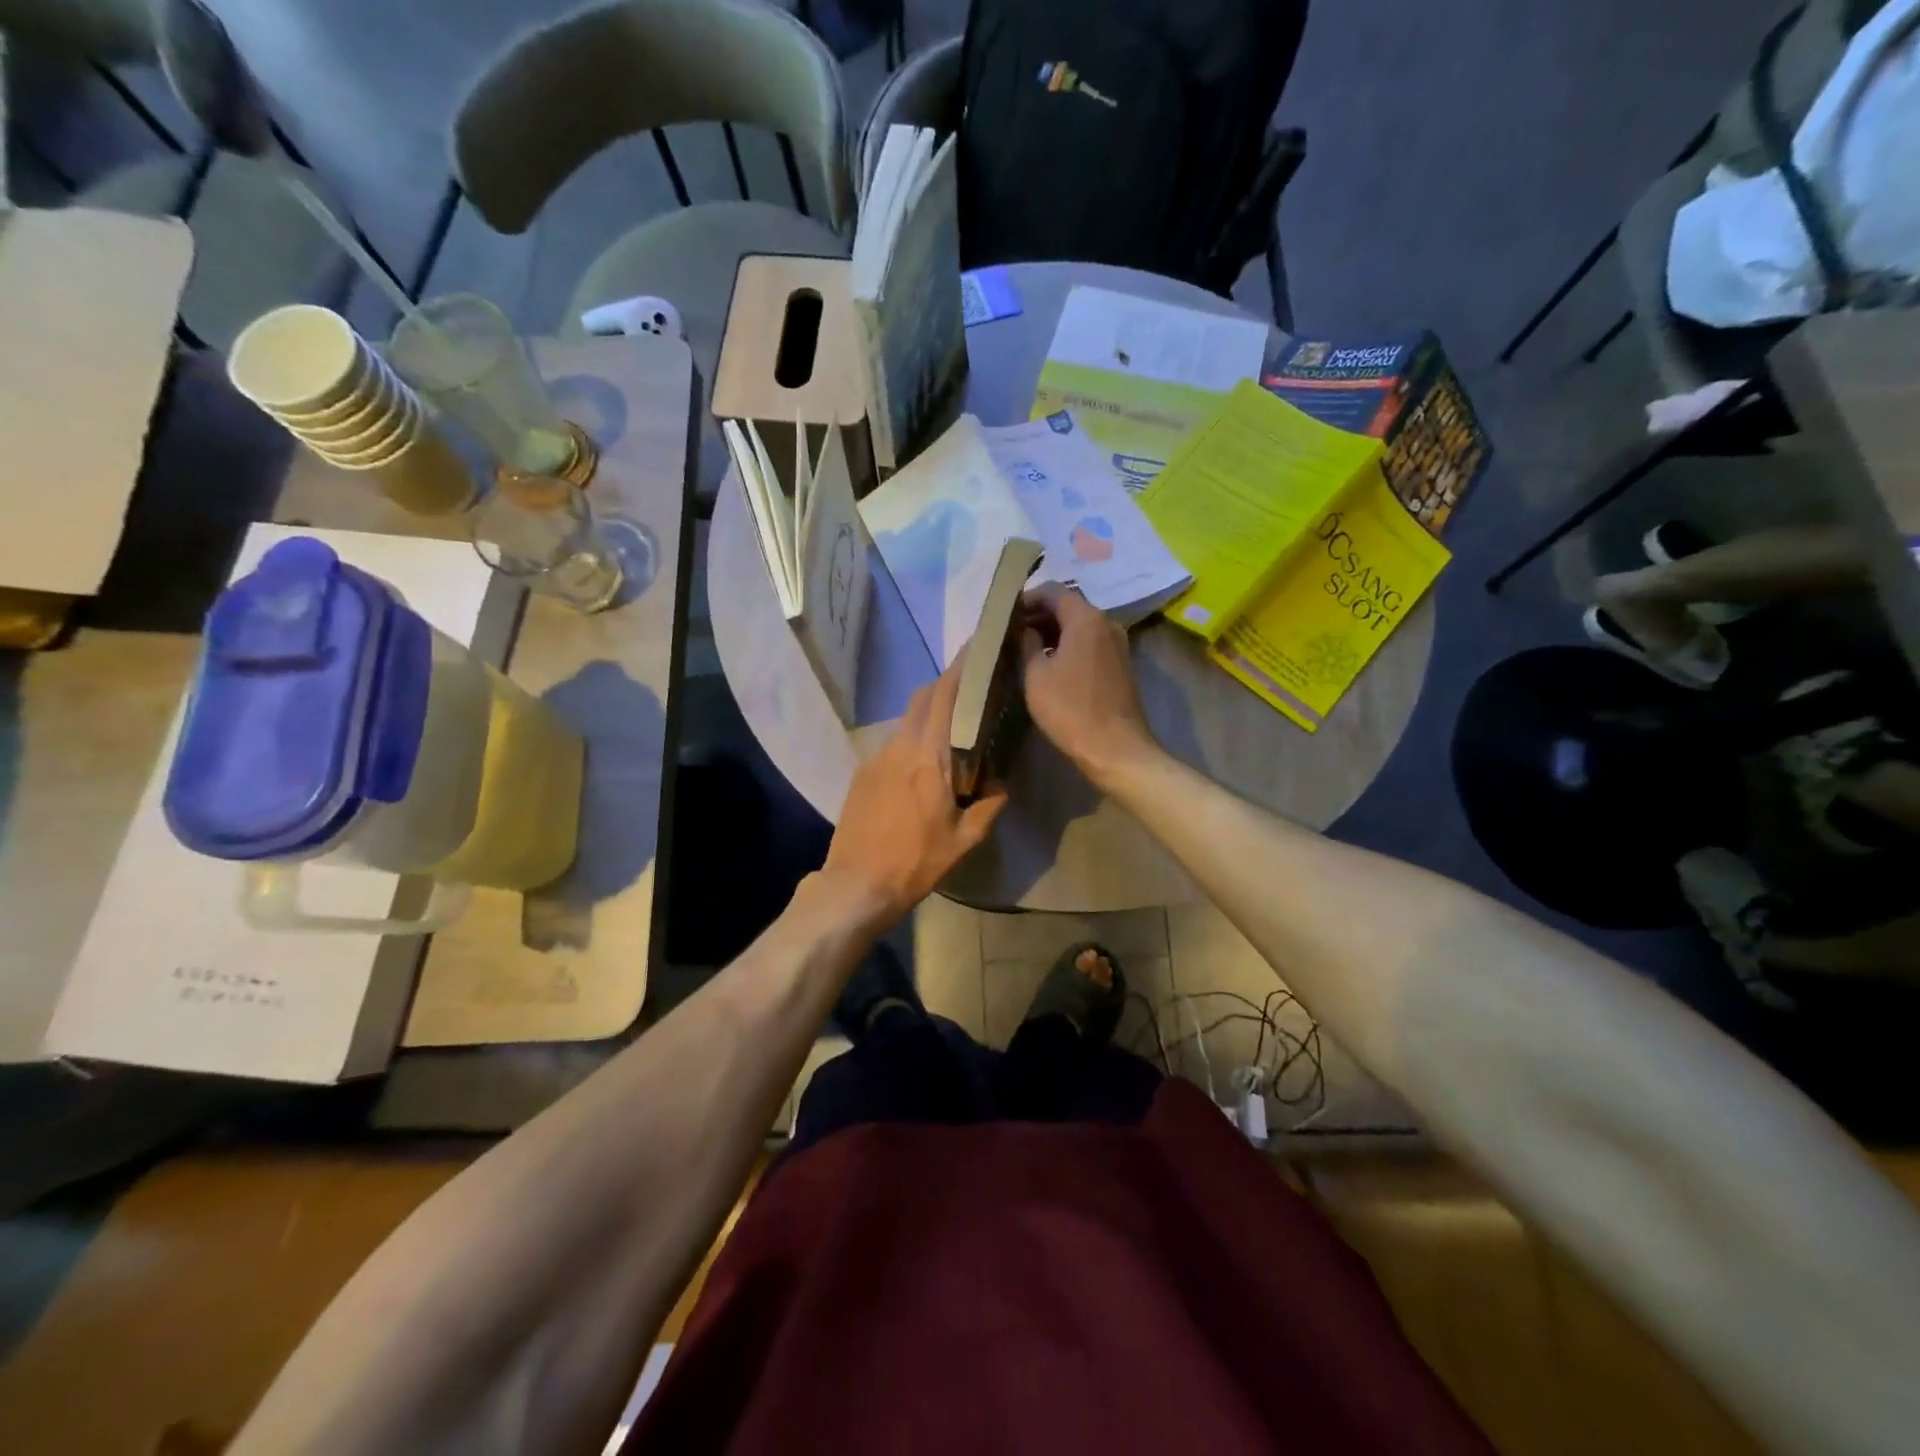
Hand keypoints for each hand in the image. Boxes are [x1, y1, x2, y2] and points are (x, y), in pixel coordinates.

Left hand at [819, 654, 1006, 932]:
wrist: (856, 883)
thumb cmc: (915, 862)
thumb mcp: (965, 840)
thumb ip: (989, 805)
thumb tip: (1001, 783)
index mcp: (927, 757)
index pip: (944, 697)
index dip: (959, 669)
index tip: (976, 649)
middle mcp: (899, 746)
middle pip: (922, 699)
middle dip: (946, 685)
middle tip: (972, 687)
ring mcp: (876, 758)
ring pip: (907, 721)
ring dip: (929, 714)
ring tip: (953, 729)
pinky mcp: (862, 773)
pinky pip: (893, 743)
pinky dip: (913, 739)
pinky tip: (923, 764)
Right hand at [1018, 582, 1157, 785]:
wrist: (1115, 749)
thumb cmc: (1070, 709)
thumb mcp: (1035, 675)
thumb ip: (1026, 644)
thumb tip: (1024, 629)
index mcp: (1086, 619)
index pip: (1053, 591)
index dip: (1026, 598)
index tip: (1005, 615)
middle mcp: (1107, 623)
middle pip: (1068, 606)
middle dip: (1038, 615)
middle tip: (1011, 632)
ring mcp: (1117, 644)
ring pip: (1079, 626)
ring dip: (1053, 632)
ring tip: (1025, 649)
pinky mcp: (1120, 665)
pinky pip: (1089, 643)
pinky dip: (1068, 646)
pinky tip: (1049, 664)